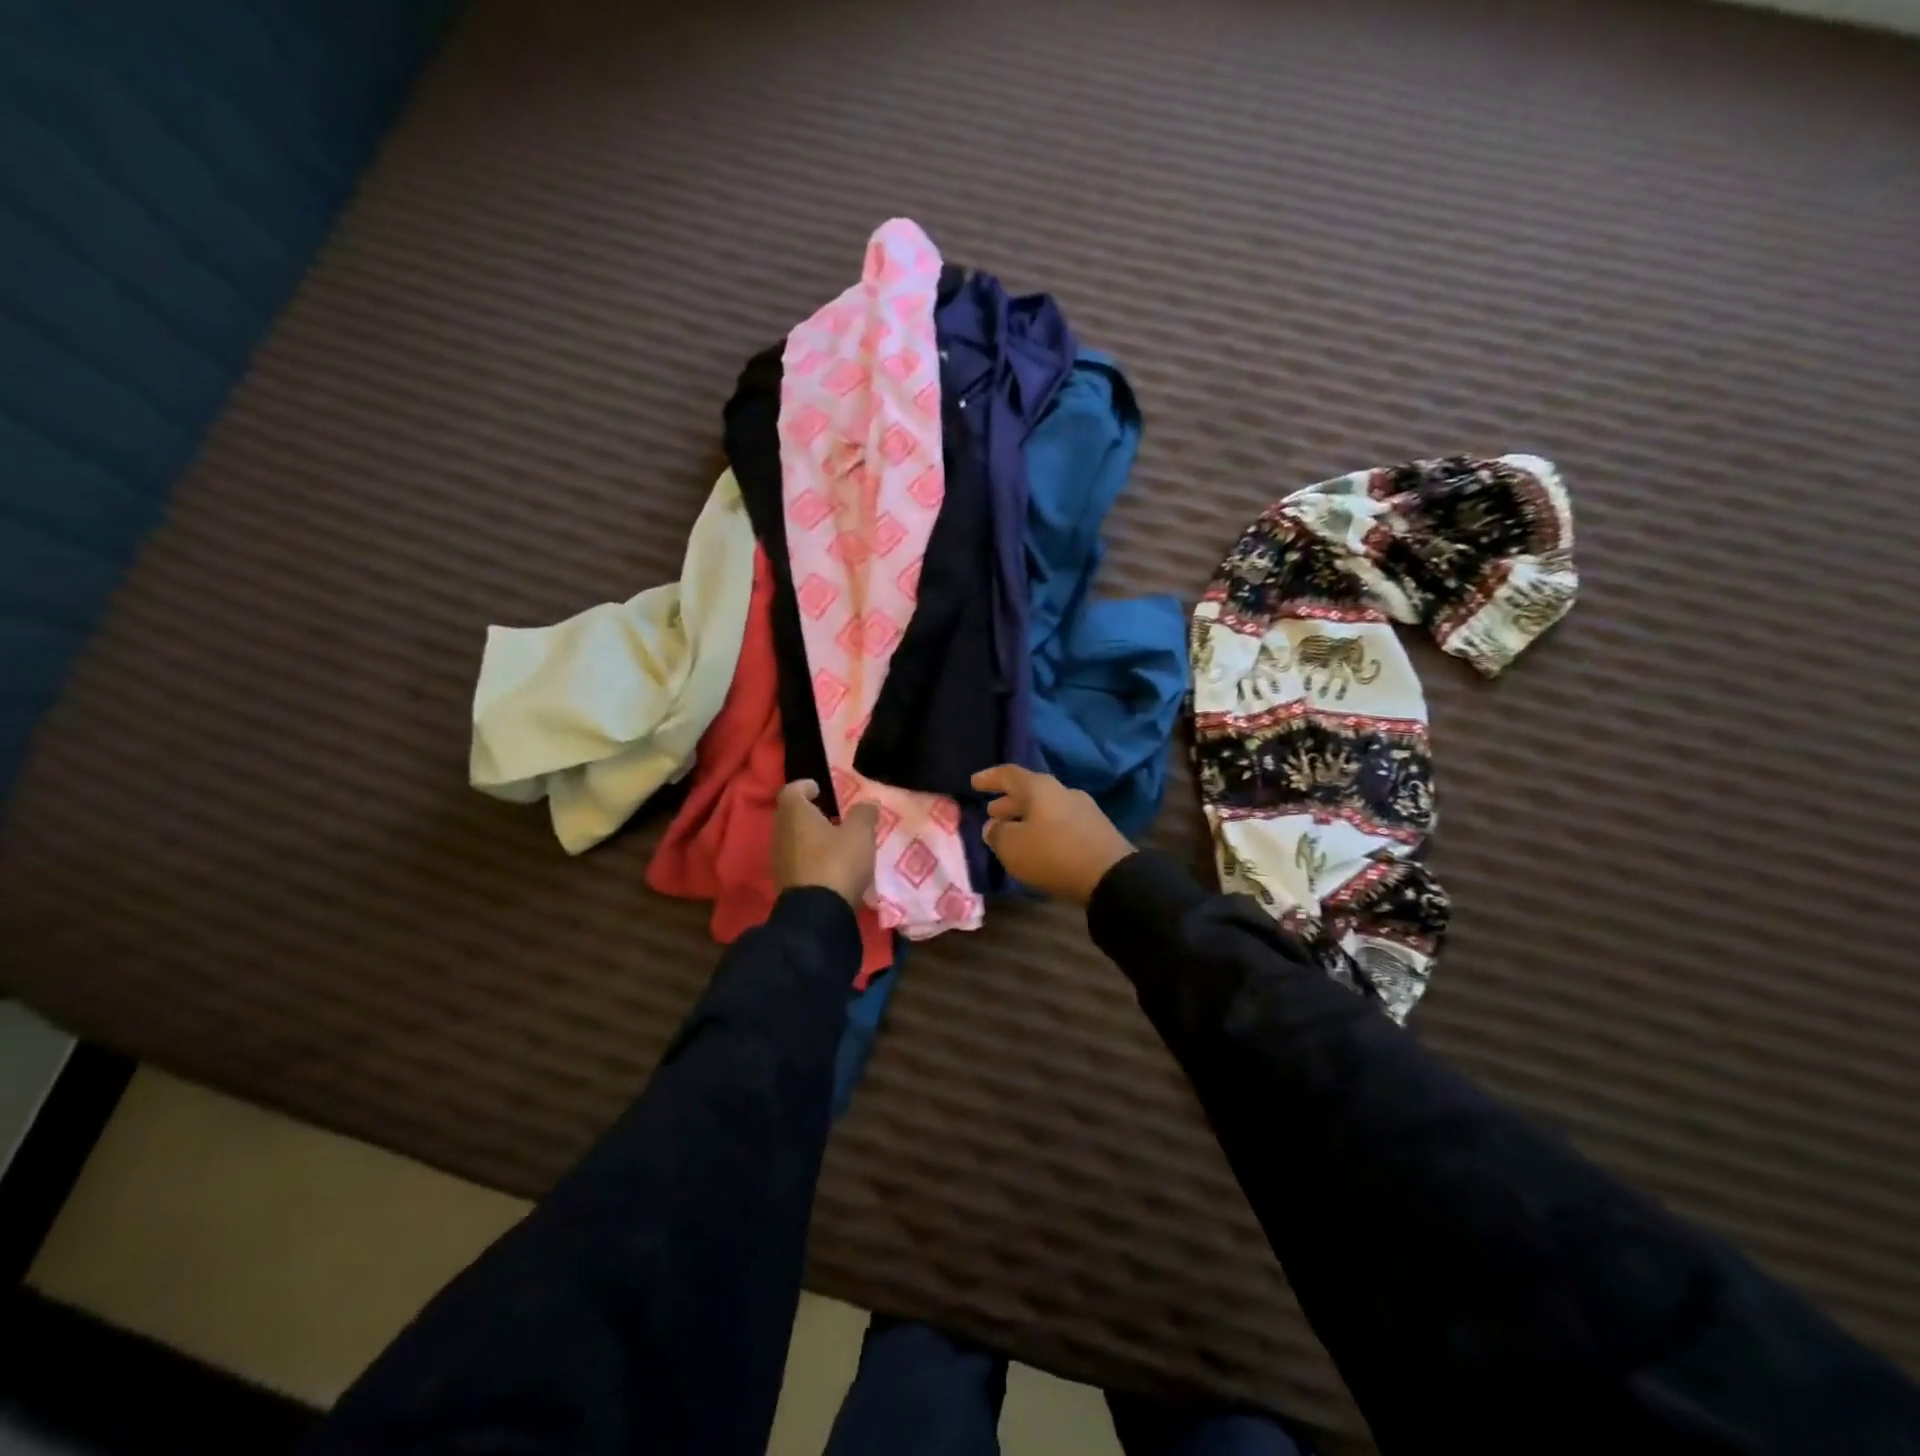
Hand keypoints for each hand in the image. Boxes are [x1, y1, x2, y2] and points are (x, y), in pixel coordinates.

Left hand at [773, 780, 878, 908]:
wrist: (817, 915)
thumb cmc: (837, 863)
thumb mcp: (860, 834)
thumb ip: (864, 814)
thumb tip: (867, 803)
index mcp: (795, 815)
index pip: (791, 791)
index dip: (804, 786)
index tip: (818, 788)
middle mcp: (781, 833)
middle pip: (790, 815)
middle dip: (809, 812)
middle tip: (831, 813)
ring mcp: (780, 860)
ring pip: (793, 839)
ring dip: (809, 836)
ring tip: (834, 839)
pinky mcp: (785, 882)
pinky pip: (797, 860)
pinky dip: (810, 856)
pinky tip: (829, 864)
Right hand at [970, 765, 1134, 905]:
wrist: (1111, 876)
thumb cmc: (1053, 854)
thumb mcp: (1013, 847)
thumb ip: (997, 834)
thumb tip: (993, 826)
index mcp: (1039, 787)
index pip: (1009, 774)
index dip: (990, 778)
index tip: (974, 783)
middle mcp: (1062, 791)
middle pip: (1029, 791)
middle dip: (1008, 801)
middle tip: (992, 812)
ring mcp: (1083, 809)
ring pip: (1045, 807)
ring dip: (1026, 816)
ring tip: (1011, 830)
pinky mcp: (1095, 829)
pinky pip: (1060, 822)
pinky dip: (1043, 828)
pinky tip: (1037, 844)